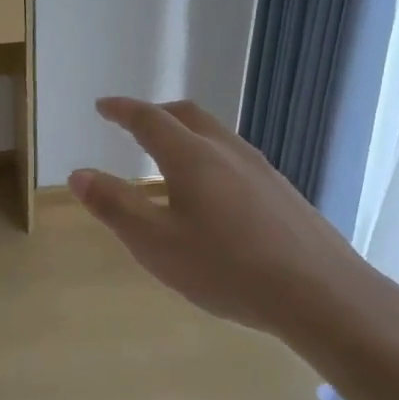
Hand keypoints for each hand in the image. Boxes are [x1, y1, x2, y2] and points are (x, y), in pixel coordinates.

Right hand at [68, 97, 377, 352]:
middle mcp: (227, 152)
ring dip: (185, 133)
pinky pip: (235, 157)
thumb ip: (114, 206)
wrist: (319, 293)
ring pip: (216, 135)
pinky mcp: (282, 191)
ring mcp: (261, 169)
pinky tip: (212, 191)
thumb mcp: (155, 244)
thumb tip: (78, 173)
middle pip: (187, 116)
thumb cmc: (226, 268)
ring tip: (169, 155)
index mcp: (191, 158)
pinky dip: (209, 156)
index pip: (149, 120)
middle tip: (133, 123)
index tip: (102, 106)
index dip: (122, 110)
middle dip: (156, 114)